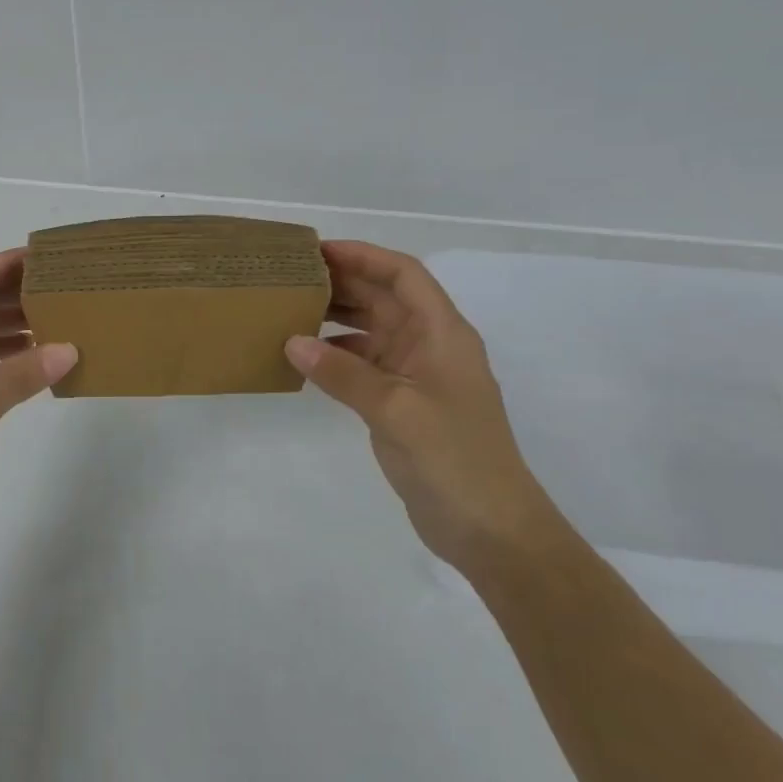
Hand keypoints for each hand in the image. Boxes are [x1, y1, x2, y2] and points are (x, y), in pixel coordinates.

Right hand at [285, 240, 561, 570]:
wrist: (492, 530)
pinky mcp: (403, 404)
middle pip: (384, 298)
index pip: (403, 275)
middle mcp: (430, 345)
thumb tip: (292, 342)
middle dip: (343, 282)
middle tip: (291, 277)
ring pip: (372, 330)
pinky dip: (337, 355)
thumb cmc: (454, 459)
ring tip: (290, 309)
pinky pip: (364, 364)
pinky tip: (305, 358)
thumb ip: (342, 372)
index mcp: (442, 333)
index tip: (318, 251)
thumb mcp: (395, 410)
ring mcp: (417, 375)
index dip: (363, 256)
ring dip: (337, 317)